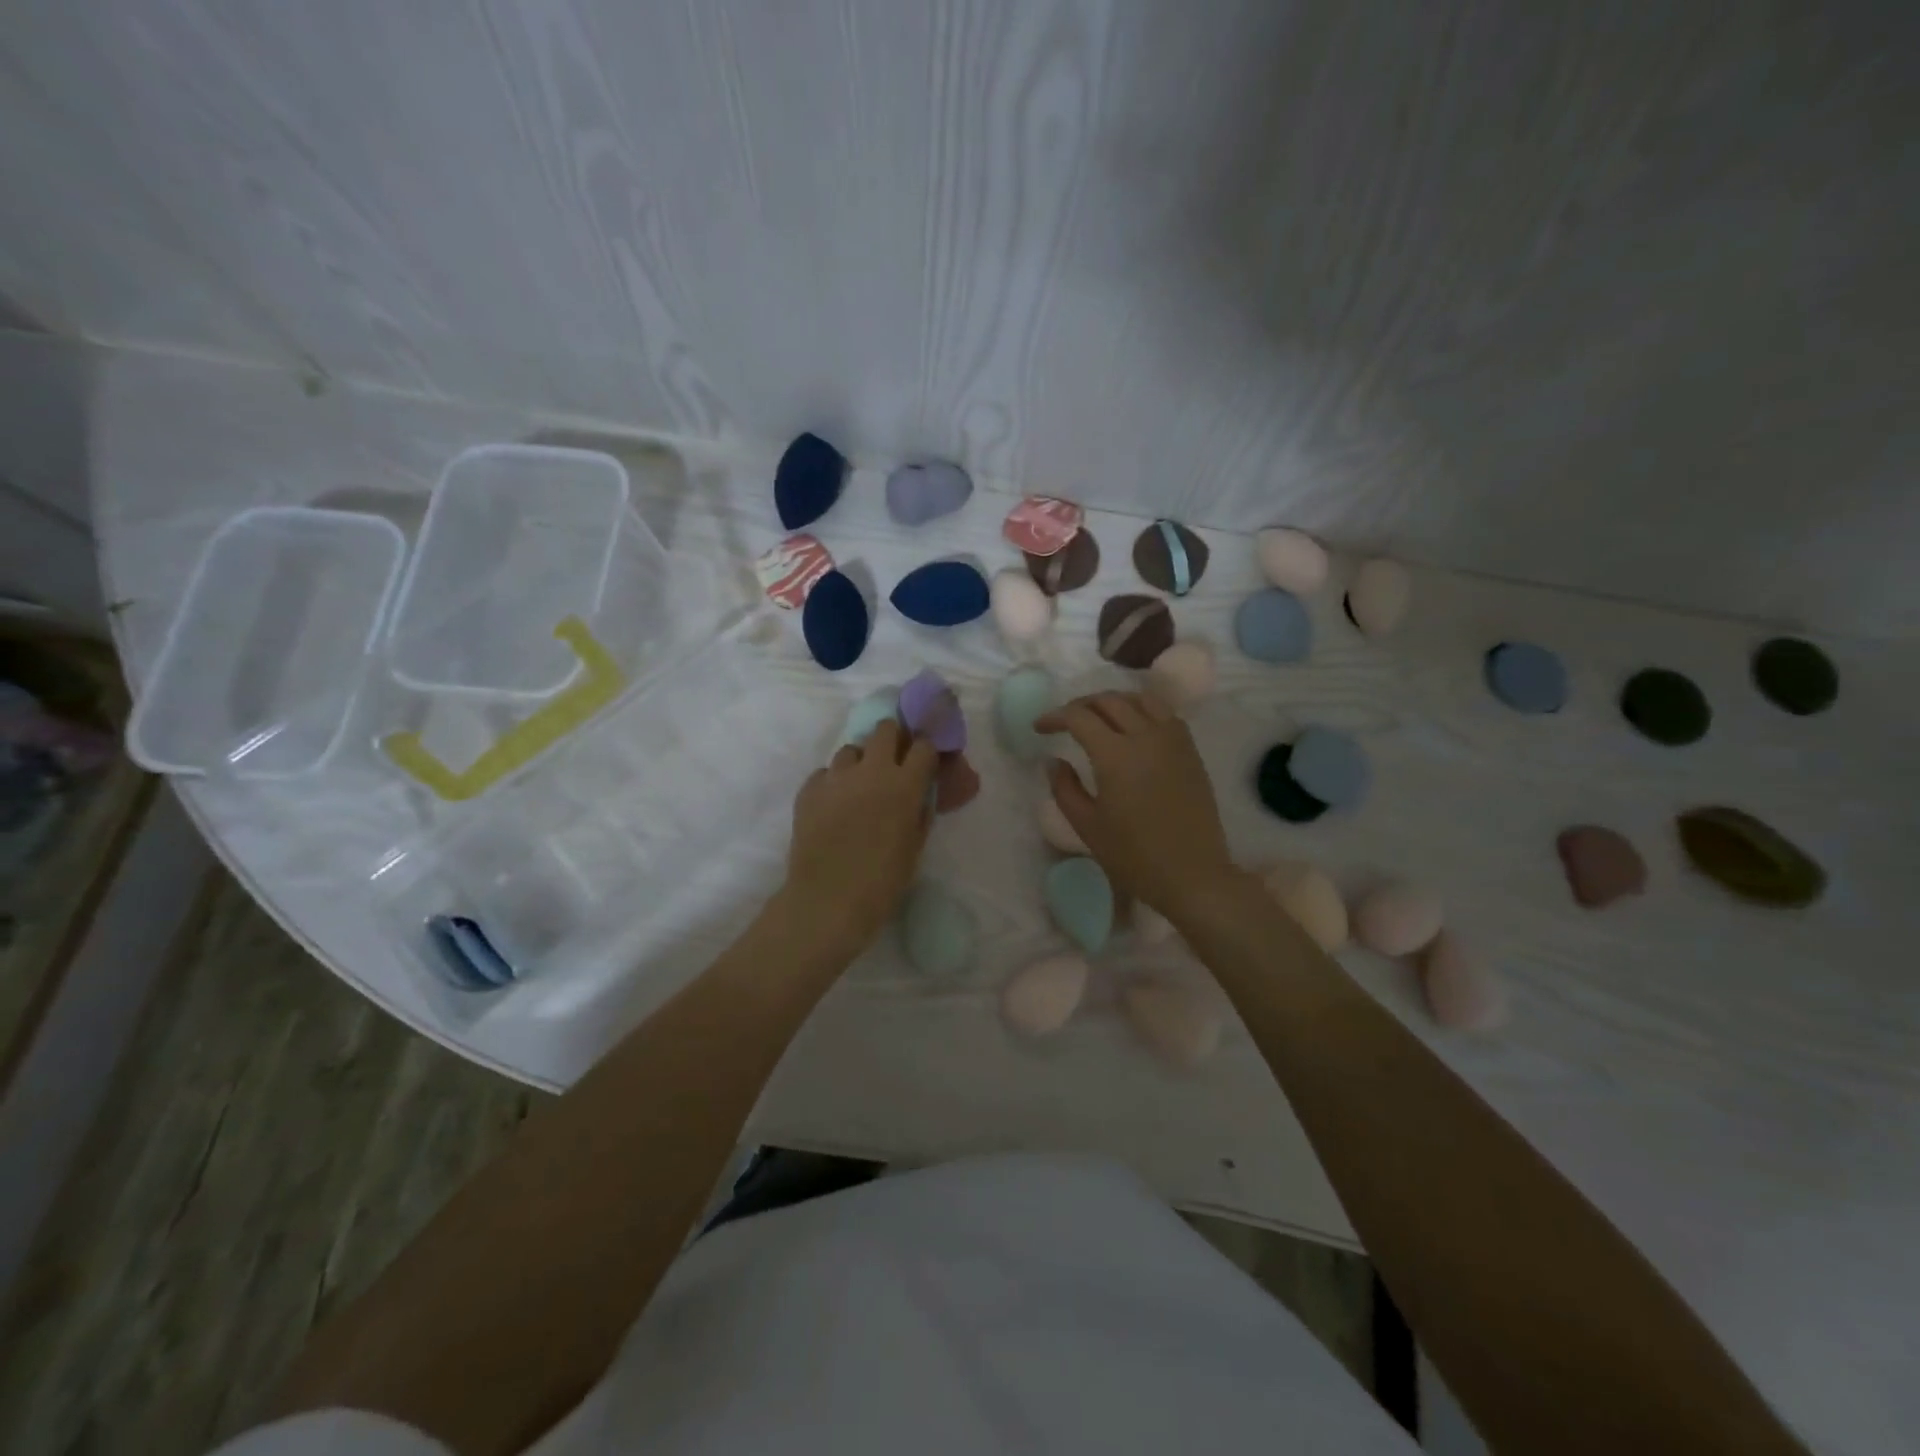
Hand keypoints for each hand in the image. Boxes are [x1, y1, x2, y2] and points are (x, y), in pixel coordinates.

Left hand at [779, 720, 936, 954]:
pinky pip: (825, 773)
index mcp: (904, 785)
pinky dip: (833, 783)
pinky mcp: (809, 789)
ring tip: (859, 787)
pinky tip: (834, 805)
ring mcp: (836, 777)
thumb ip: (920, 813)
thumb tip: (921, 794)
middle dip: (892, 739)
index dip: (926, 750)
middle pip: (885, 729)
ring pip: (851, 749)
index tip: (925, 760)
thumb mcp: (914, 847)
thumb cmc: (881, 882)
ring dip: (860, 762)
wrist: (827, 901)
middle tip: (892, 761)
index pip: (924, 746)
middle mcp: (871, 770)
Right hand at [1035, 692, 1240, 919]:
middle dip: (1081, 705)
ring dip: (1113, 701)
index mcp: (1115, 755)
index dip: (1055, 717)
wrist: (1193, 875)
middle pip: (1108, 701)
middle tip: (1064, 722)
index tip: (1040, 728)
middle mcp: (1145, 736)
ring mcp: (1173, 740)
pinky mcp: (1190, 750)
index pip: (1079, 717)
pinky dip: (1142, 709)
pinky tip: (1133, 726)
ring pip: (1140, 699)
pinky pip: (1164, 713)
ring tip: (1098, 717)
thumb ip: (1065, 788)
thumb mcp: (1087, 826)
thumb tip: (1054, 761)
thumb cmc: (1134, 856)